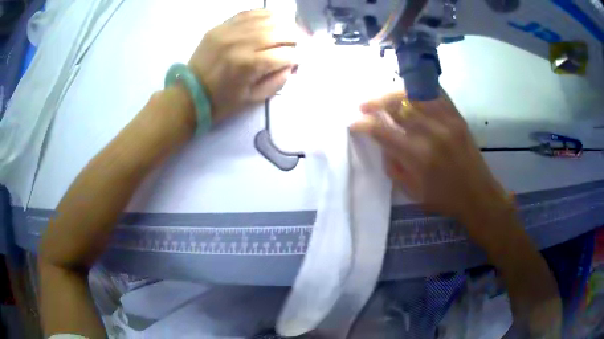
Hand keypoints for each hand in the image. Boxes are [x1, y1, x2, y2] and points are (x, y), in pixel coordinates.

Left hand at [188, 9, 298, 122]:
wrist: (190, 94)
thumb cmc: (222, 102)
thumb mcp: (253, 99)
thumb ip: (277, 81)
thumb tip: (292, 65)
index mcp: (249, 65)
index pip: (286, 54)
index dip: (297, 58)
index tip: (298, 62)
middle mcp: (241, 43)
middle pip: (280, 32)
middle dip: (295, 38)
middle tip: (298, 44)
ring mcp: (229, 32)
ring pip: (267, 19)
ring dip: (283, 24)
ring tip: (288, 31)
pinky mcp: (221, 27)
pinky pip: (248, 13)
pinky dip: (264, 15)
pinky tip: (272, 20)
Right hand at [351, 91, 510, 224]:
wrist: (478, 195)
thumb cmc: (444, 199)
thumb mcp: (412, 191)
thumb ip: (393, 165)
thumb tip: (381, 142)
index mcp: (418, 157)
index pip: (382, 131)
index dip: (363, 124)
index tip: (353, 123)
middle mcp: (431, 133)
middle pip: (396, 105)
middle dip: (374, 103)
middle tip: (363, 106)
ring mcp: (447, 121)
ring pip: (413, 94)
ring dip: (393, 93)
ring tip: (383, 97)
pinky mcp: (457, 116)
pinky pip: (435, 93)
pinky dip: (419, 89)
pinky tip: (409, 92)